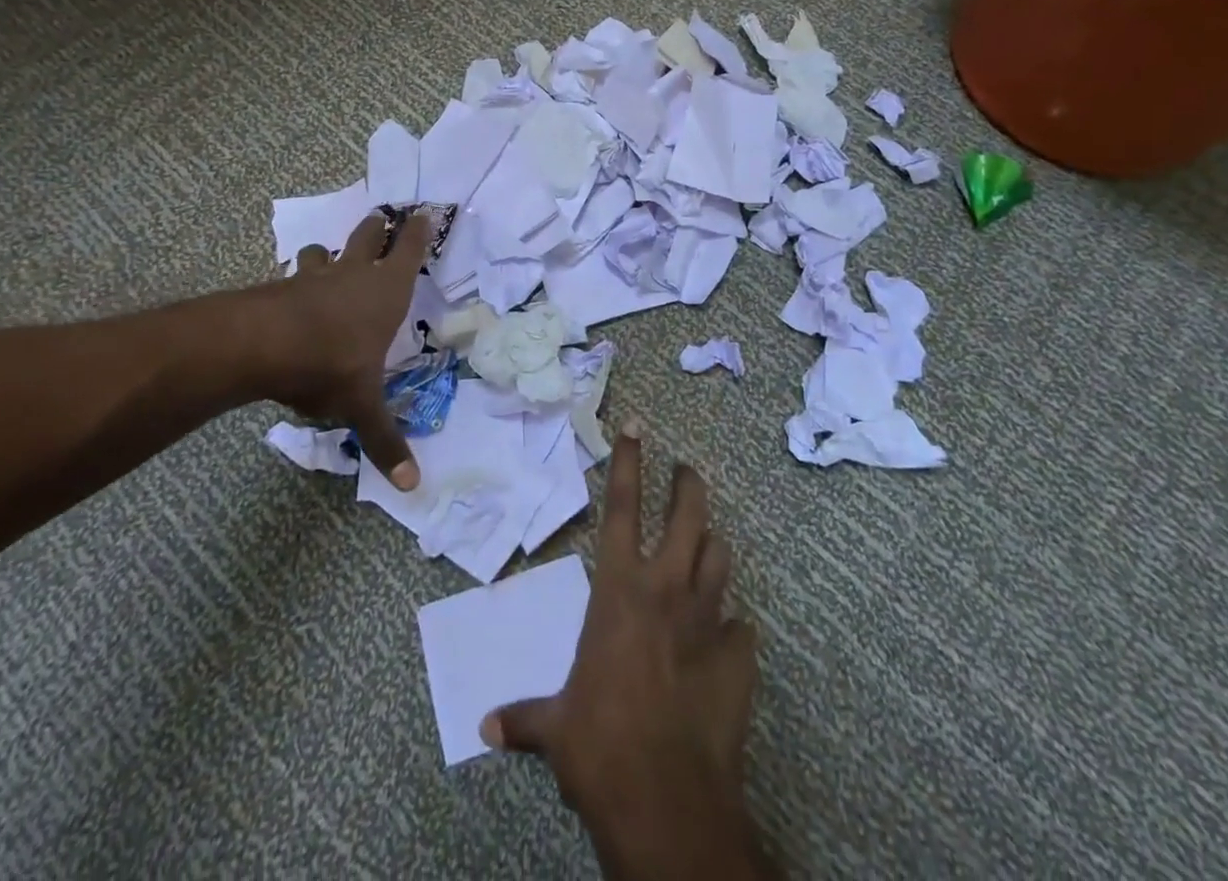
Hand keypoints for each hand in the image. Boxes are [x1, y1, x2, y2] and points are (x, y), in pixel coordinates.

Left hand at [232, 211, 428, 489]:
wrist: (262, 344)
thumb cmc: (331, 363)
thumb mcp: (362, 405)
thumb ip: (385, 441)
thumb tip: (413, 486)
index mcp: (386, 292)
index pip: (409, 250)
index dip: (418, 232)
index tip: (424, 214)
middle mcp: (354, 276)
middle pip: (368, 236)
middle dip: (377, 228)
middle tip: (381, 219)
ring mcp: (315, 278)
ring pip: (323, 252)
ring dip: (328, 253)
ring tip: (327, 258)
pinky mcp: (281, 288)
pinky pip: (293, 276)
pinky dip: (297, 281)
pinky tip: (291, 295)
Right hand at [482, 423, 770, 878]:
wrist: (668, 800)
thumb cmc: (601, 746)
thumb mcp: (556, 728)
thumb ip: (525, 719)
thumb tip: (486, 728)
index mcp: (618, 590)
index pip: (621, 507)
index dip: (627, 462)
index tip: (635, 426)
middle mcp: (666, 590)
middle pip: (687, 515)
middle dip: (688, 485)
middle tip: (687, 470)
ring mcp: (707, 620)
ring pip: (719, 557)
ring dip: (712, 545)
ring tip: (705, 542)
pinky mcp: (739, 657)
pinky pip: (741, 625)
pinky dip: (732, 624)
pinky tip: (726, 636)